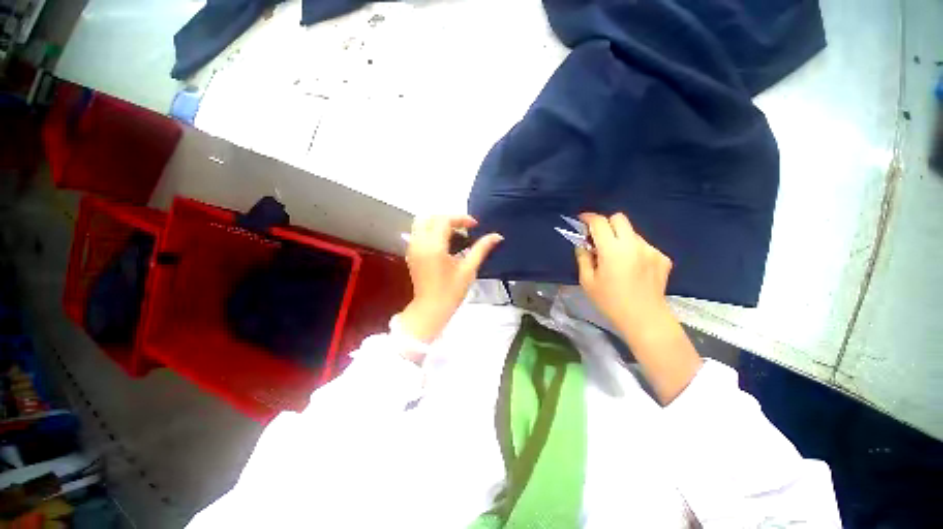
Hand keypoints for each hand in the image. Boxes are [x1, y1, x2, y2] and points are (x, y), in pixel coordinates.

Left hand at [399, 215, 502, 343]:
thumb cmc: (451, 291)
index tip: (474, 225)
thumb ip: (481, 249)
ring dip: (438, 224)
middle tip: (464, 228)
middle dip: (448, 219)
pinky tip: (445, 244)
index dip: (461, 219)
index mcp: (434, 247)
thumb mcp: (469, 269)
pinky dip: (431, 231)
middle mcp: (419, 243)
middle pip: (430, 217)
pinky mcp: (411, 254)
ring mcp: (412, 248)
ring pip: (422, 223)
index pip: (444, 220)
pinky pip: (418, 233)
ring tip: (455, 235)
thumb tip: (496, 237)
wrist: (431, 309)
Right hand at [575, 212, 701, 403]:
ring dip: (620, 238)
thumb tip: (583, 244)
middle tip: (599, 238)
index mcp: (613, 250)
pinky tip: (633, 268)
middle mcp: (634, 244)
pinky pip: (643, 245)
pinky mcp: (663, 257)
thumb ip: (583, 258)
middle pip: (619, 218)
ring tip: (617, 259)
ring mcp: (651, 250)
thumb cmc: (610, 302)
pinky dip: (634, 250)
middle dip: (606, 223)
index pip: (599, 223)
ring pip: (632, 232)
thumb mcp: (587, 281)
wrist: (645, 318)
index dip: (588, 218)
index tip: (581, 220)